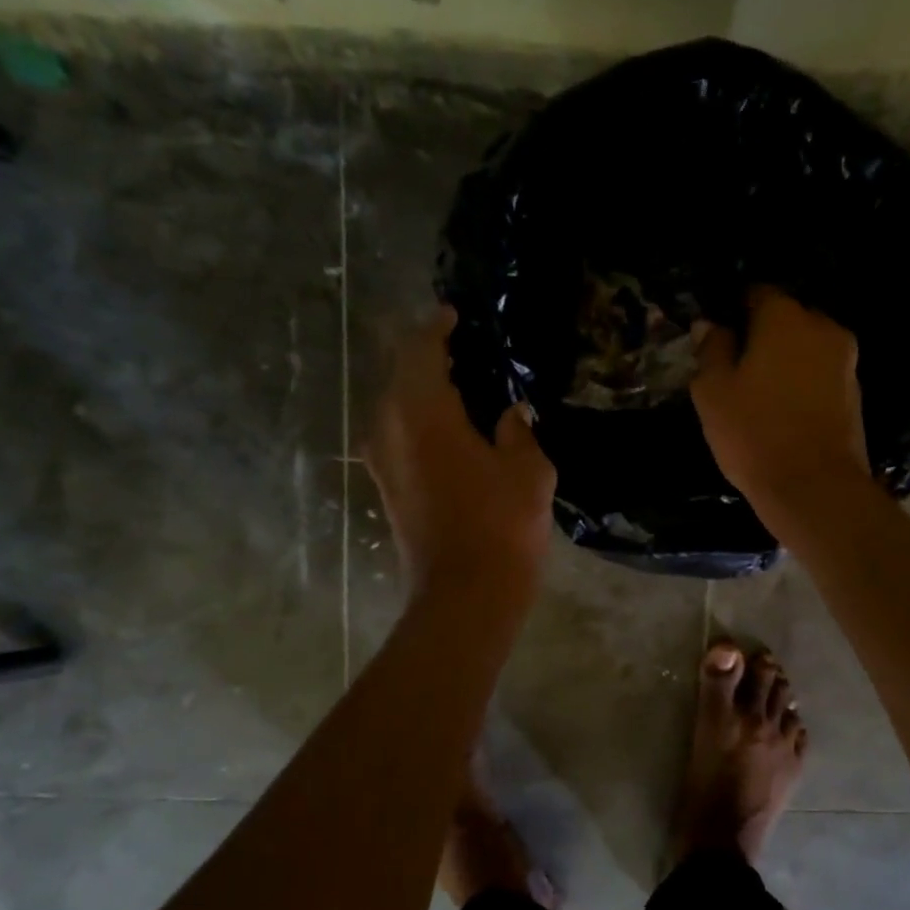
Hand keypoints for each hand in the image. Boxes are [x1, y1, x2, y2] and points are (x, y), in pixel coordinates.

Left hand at [368, 308, 555, 603]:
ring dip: (423, 392)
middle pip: (401, 375)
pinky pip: (398, 436)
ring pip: (396, 407)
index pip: (421, 348)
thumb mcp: (528, 471)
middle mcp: (389, 426)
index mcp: (421, 410)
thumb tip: (510, 413)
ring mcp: (382, 459)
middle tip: (465, 352)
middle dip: (428, 358)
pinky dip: (420, 423)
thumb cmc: (502, 524)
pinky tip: (450, 431)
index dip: (438, 327)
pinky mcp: (386, 487)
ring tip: (460, 389)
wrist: (465, 594)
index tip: (454, 315)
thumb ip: (517, 432)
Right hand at [690, 286, 869, 516]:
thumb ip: (711, 350)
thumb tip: (711, 325)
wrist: (814, 488)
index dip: (736, 310)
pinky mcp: (856, 394)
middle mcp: (823, 328)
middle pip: (788, 319)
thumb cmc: (754, 433)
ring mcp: (846, 361)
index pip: (758, 293)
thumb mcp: (713, 392)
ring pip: (808, 349)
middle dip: (765, 336)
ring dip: (787, 362)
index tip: (720, 337)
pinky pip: (822, 376)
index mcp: (785, 318)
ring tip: (762, 395)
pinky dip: (805, 384)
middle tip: (739, 368)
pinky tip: (786, 413)